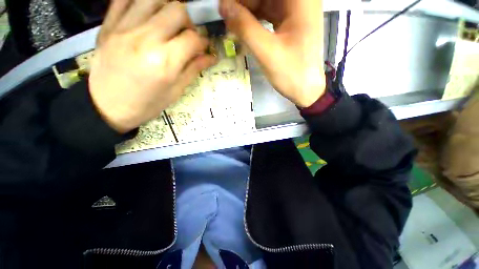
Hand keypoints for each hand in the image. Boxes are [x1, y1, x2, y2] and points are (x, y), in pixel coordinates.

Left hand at [89, 0, 215, 132]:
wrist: (107, 107)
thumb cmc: (147, 104)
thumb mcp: (175, 91)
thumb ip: (193, 69)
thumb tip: (211, 57)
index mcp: (165, 62)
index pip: (193, 39)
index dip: (204, 41)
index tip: (205, 47)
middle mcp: (145, 39)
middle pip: (177, 10)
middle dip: (190, 21)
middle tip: (189, 33)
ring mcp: (123, 29)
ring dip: (168, 8)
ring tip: (170, 22)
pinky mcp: (108, 26)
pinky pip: (125, 0)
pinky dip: (142, 2)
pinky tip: (149, 14)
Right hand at [220, 0, 325, 107]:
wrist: (305, 90)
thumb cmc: (291, 73)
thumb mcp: (267, 52)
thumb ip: (245, 28)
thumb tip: (223, 6)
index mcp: (301, 0)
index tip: (226, 6)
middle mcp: (301, 0)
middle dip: (245, 3)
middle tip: (227, 17)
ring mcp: (296, 11)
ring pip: (266, 1)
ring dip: (248, 11)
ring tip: (233, 26)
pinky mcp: (291, 23)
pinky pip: (269, 14)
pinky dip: (255, 20)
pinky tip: (244, 29)